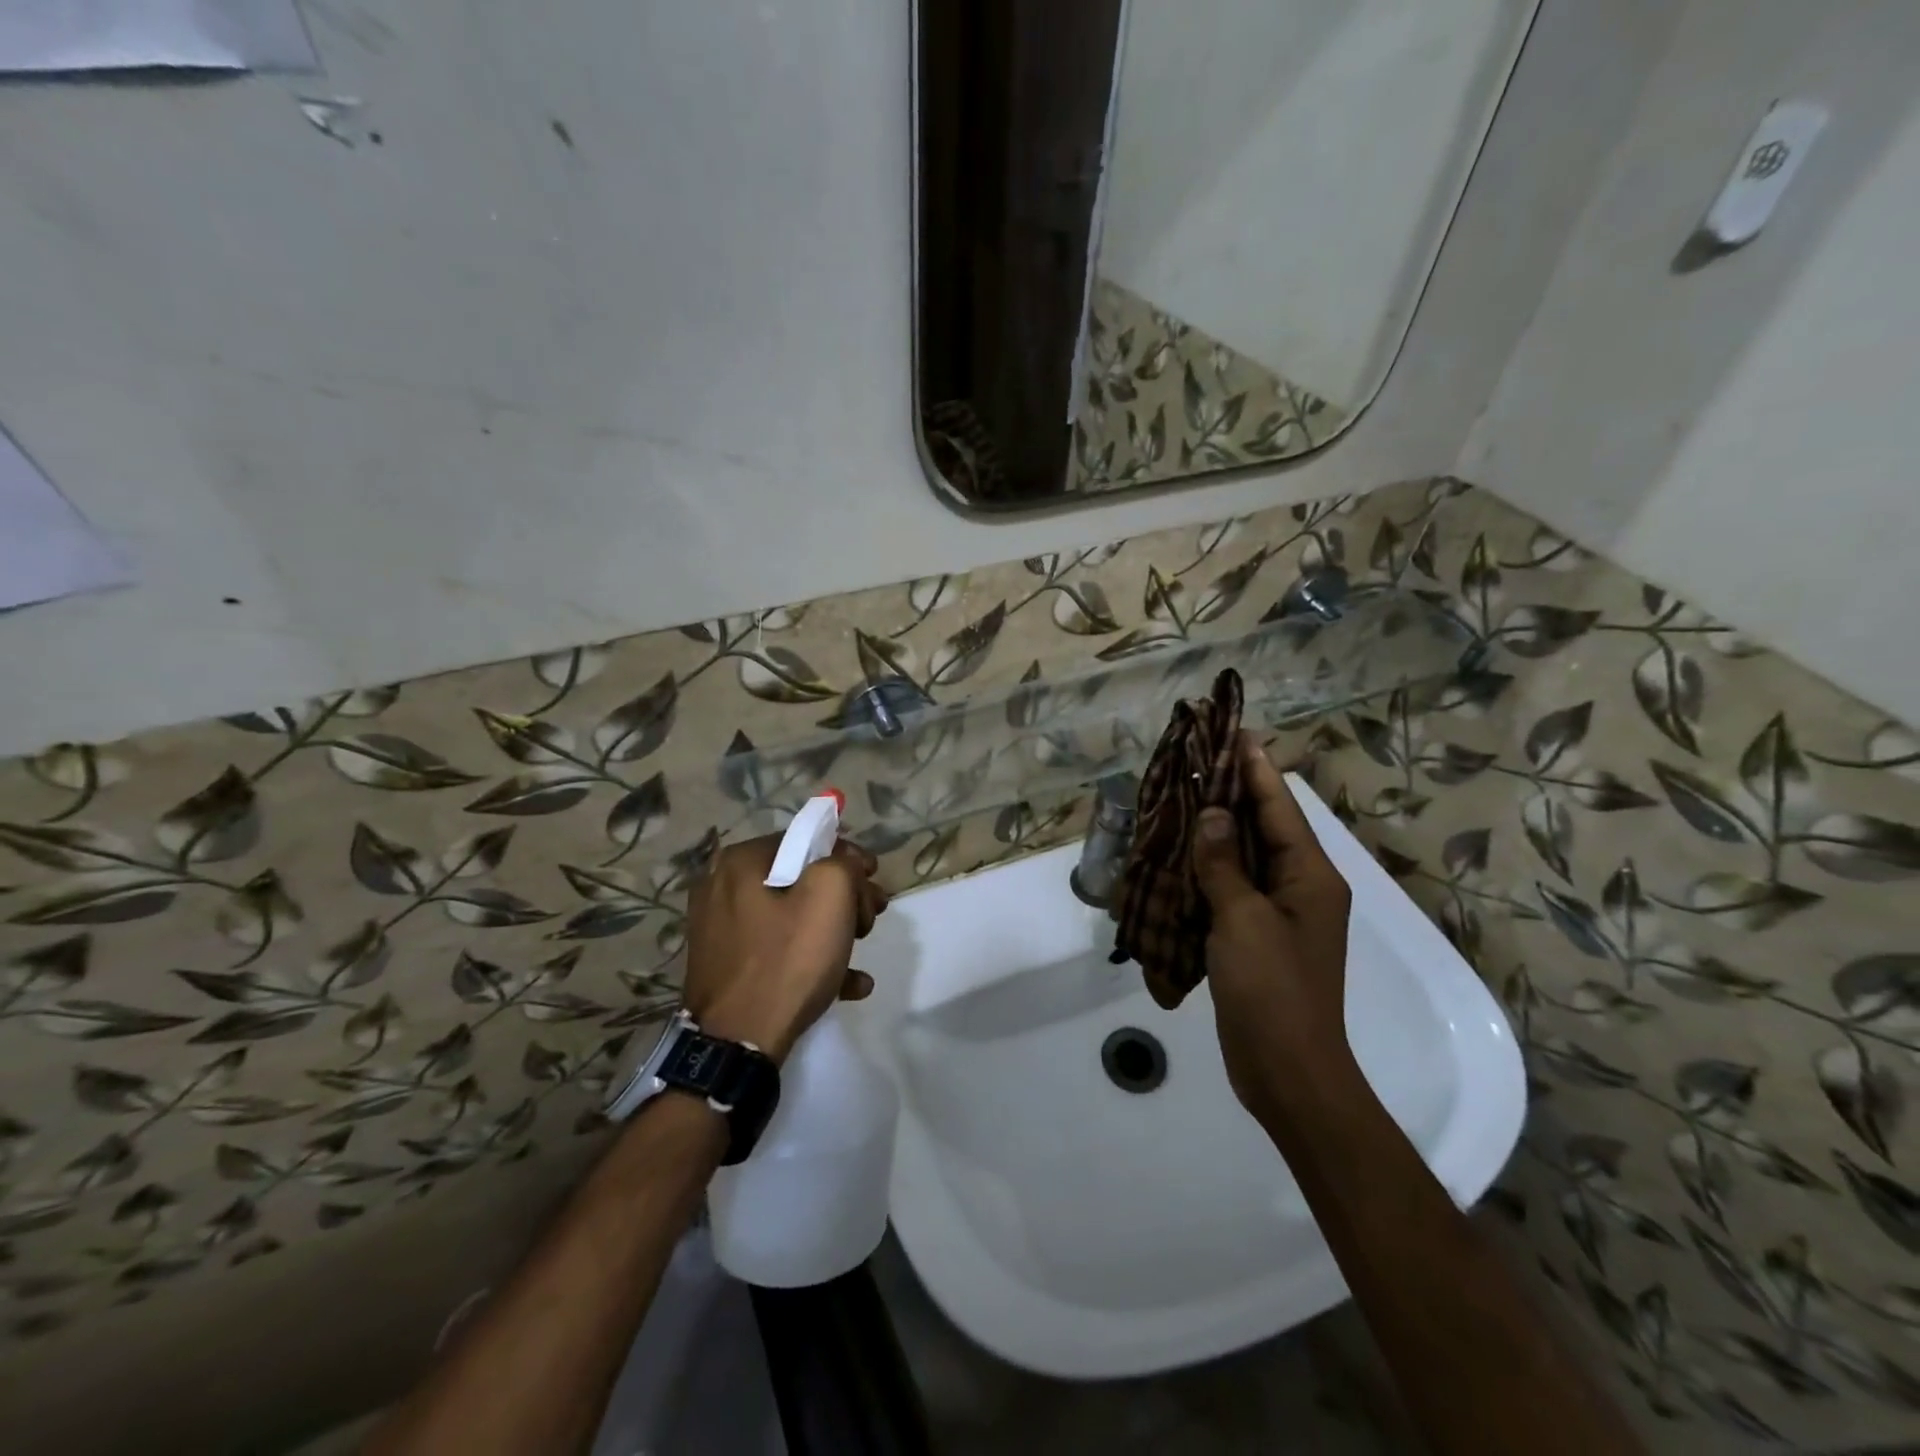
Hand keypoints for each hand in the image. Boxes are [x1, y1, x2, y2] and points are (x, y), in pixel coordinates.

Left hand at [681, 835, 888, 1064]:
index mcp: (741, 862)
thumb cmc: (786, 960)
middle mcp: (722, 887)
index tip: (874, 882)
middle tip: (872, 918)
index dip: (848, 857)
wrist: (736, 1045)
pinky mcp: (726, 965)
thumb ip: (844, 863)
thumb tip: (846, 863)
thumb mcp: (830, 896)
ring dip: (833, 928)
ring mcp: (720, 929)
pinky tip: (849, 983)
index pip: (807, 840)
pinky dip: (811, 958)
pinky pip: (777, 949)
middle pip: (800, 878)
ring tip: (862, 950)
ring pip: (791, 915)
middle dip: (845, 897)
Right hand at [1191, 733, 1355, 1123]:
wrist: (1287, 1071)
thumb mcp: (1245, 920)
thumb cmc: (1273, 990)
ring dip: (1215, 830)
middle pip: (1264, 826)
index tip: (1234, 731)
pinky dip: (1206, 869)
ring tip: (1181, 796)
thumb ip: (1225, 863)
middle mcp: (1300, 887)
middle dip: (1232, 792)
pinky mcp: (1255, 936)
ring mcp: (1277, 913)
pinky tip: (1178, 854)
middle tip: (1196, 758)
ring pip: (1243, 857)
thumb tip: (1213, 813)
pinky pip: (1230, 889)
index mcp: (1310, 876)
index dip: (1256, 767)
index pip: (1280, 807)